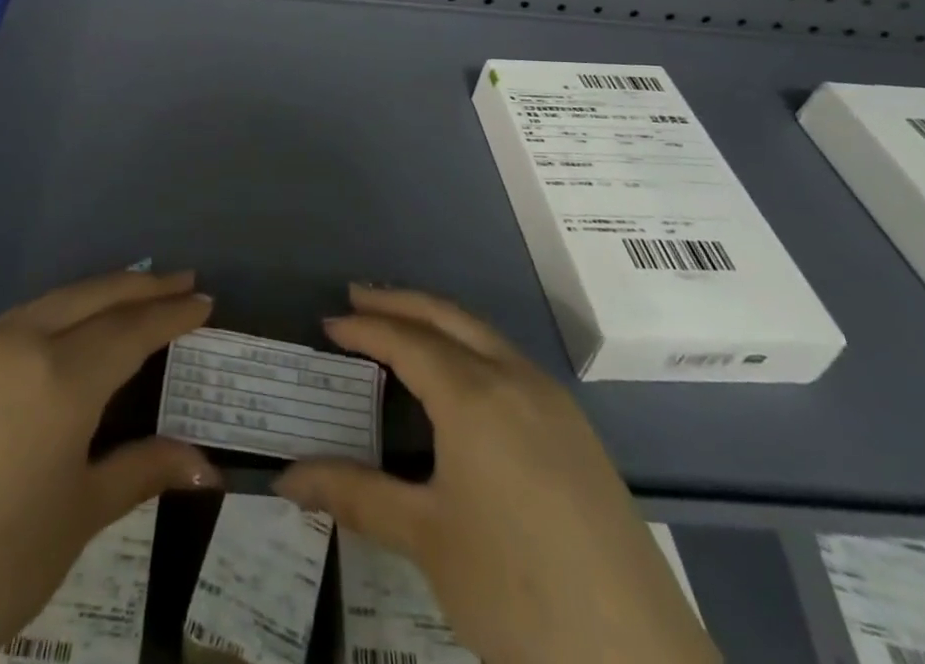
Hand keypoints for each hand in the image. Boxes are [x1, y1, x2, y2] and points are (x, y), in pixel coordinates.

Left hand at [0, 269, 220, 663]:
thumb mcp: (78, 516)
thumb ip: (141, 471)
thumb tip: (207, 466)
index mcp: (62, 374)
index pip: (133, 328)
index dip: (172, 314)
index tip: (204, 300)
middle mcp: (20, 342)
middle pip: (93, 296)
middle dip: (141, 286)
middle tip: (179, 281)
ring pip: (50, 302)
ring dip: (95, 293)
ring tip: (127, 295)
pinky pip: (13, 324)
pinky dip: (52, 315)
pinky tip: (58, 334)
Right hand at [275, 285, 717, 663]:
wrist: (637, 659)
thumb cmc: (517, 591)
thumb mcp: (428, 541)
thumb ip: (356, 497)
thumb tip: (287, 479)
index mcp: (474, 395)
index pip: (406, 340)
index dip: (364, 328)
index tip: (328, 324)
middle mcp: (514, 378)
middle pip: (447, 317)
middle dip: (400, 301)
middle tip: (358, 297)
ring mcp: (553, 401)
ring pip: (484, 335)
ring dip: (438, 321)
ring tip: (402, 327)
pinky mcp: (577, 430)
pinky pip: (510, 362)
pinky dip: (471, 347)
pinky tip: (461, 379)